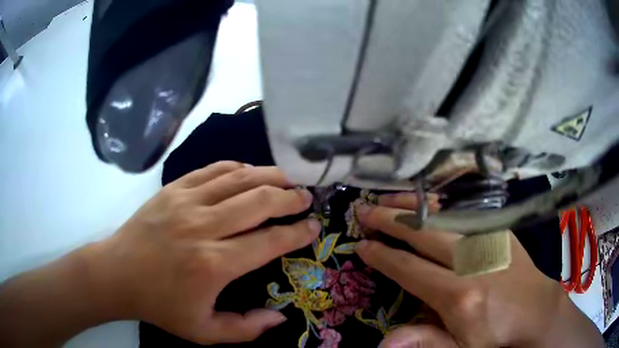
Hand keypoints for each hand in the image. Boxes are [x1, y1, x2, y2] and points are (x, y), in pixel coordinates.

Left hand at [86, 161, 320, 343]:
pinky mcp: (172, 189)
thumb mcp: (204, 332)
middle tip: (306, 197)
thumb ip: (246, 329)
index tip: (314, 226)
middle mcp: (203, 227)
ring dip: (268, 175)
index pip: (269, 241)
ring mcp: (186, 201)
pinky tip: (248, 171)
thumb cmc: (159, 305)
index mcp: (214, 265)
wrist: (117, 274)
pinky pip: (211, 170)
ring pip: (238, 178)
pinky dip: (236, 167)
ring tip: (287, 178)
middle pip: (258, 201)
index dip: (297, 232)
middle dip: (289, 197)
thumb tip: (280, 317)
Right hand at [354, 194, 602, 347]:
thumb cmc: (497, 335)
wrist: (537, 312)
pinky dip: (441, 206)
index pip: (411, 270)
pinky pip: (465, 213)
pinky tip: (427, 203)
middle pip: (424, 235)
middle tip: (364, 210)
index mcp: (459, 295)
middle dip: (391, 221)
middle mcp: (472, 261)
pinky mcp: (501, 232)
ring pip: (444, 217)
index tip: (362, 245)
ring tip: (389, 198)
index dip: (384, 256)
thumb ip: (425, 342)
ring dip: (413, 206)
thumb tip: (384, 343)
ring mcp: (489, 241)